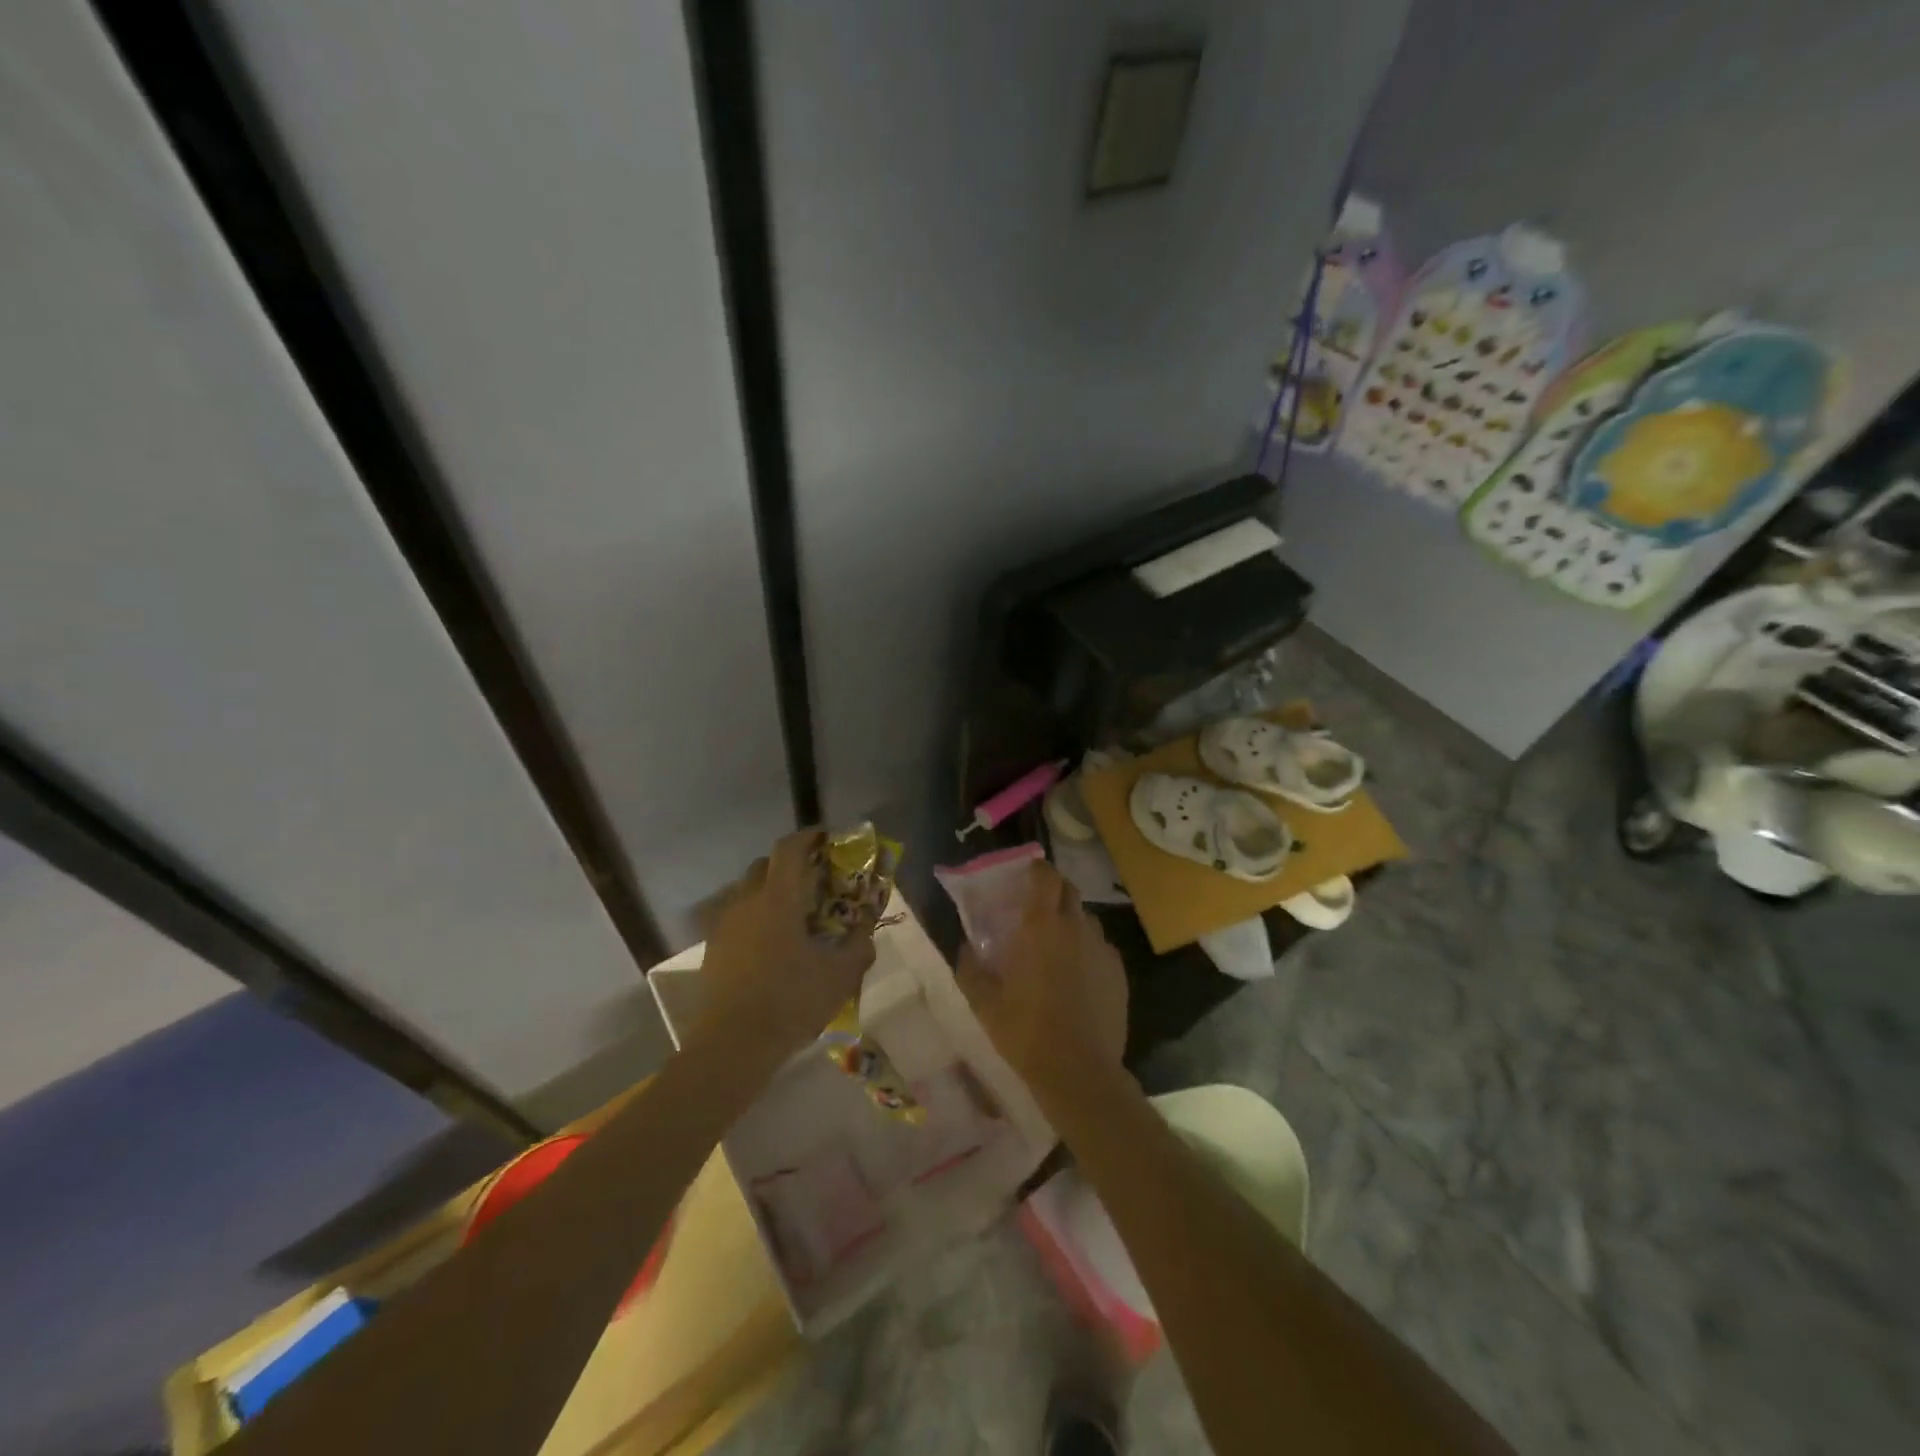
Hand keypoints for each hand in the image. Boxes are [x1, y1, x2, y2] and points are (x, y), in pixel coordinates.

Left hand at [696, 830, 876, 1057]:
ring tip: (794, 916)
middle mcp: (746, 902)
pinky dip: (756, 918)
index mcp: (777, 899)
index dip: (808, 836)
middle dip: (790, 864)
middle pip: (765, 865)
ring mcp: (725, 926)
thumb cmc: (790, 1002)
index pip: (789, 848)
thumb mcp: (839, 975)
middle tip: (814, 880)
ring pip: (748, 892)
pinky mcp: (713, 949)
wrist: (731, 1046)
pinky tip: (771, 945)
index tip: (826, 838)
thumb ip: (859, 945)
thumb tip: (866, 929)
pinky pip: (737, 918)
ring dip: (771, 891)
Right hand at [956, 860, 1126, 1104]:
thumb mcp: (983, 1002)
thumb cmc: (1025, 1031)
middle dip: (1051, 891)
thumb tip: (966, 946)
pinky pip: (1100, 946)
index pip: (1045, 875)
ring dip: (1070, 921)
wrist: (1079, 1072)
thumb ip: (970, 967)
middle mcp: (1076, 927)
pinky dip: (1086, 949)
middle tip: (1034, 910)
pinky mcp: (1118, 971)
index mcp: (1041, 926)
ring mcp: (1102, 948)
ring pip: (1086, 918)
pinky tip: (1076, 976)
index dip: (1035, 868)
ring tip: (1055, 945)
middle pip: (1068, 890)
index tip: (1023, 876)